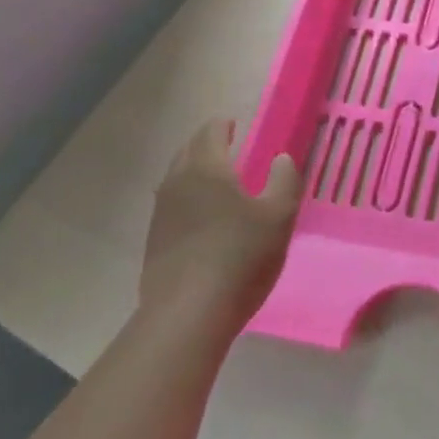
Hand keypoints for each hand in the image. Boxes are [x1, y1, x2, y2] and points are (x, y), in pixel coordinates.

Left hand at [139, 120, 301, 341]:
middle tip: (229, 149)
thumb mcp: (279, 217)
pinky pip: (172, 206)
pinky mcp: (154, 241)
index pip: (210, 131)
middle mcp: (176, 182)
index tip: (235, 125)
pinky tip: (204, 220)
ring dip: (195, 173)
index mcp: (205, 168)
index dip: (224, 125)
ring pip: (176, 179)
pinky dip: (188, 201)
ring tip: (218, 184)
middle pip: (188, 151)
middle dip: (207, 146)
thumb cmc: (240, 257)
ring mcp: (160, 213)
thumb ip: (285, 180)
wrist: (188, 314)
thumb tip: (282, 158)